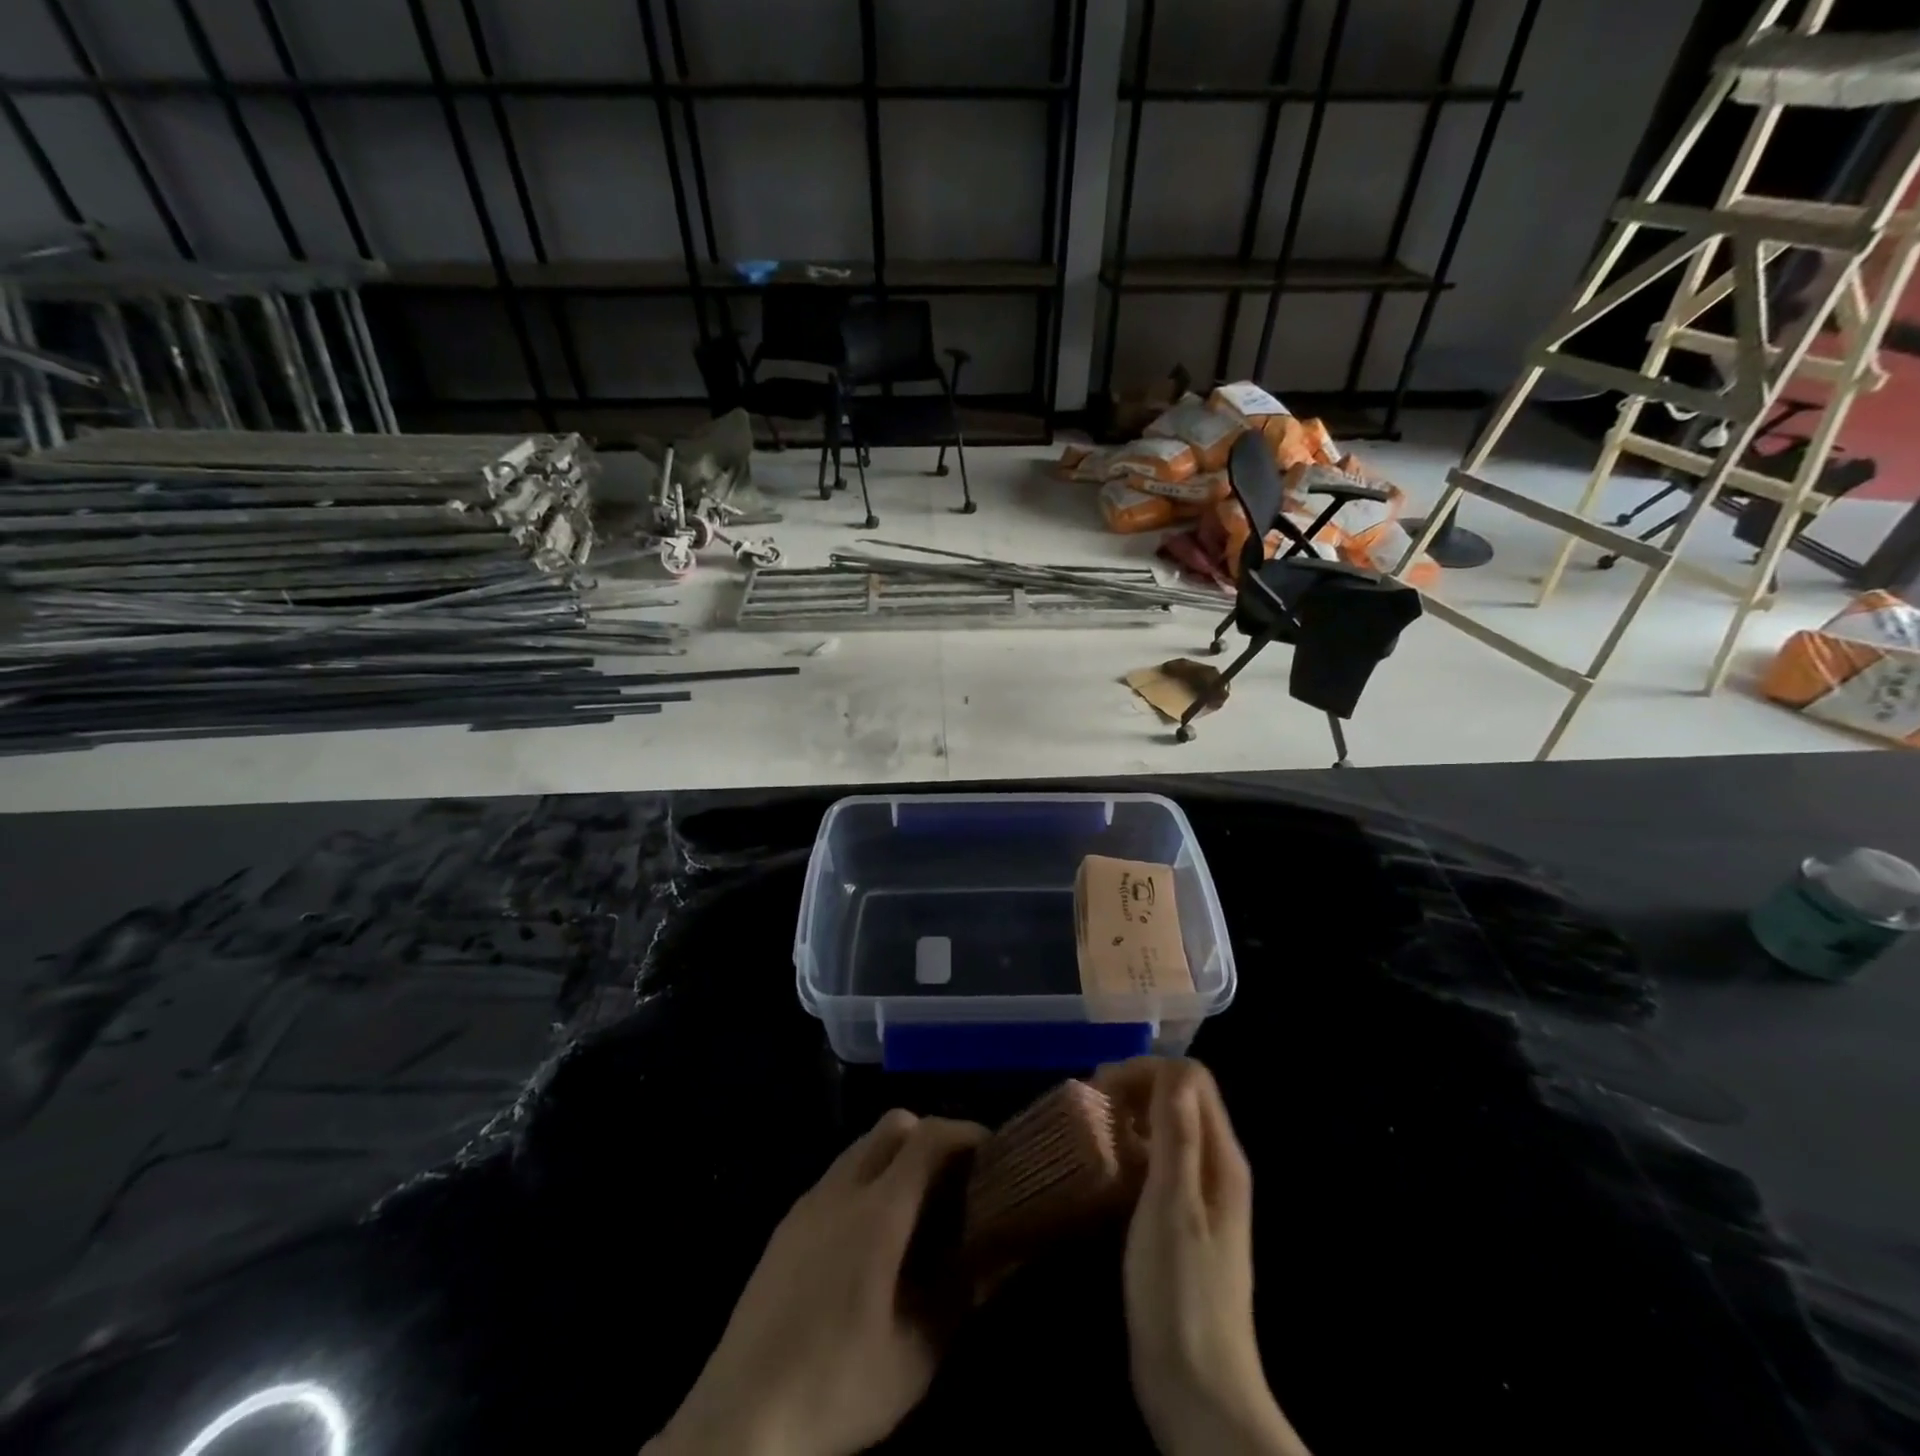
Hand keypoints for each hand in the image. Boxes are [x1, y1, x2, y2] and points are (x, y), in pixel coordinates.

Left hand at [645, 1109, 987, 1455]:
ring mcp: (808, 1202)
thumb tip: (999, 1258)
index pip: (929, 1137)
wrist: (738, 1419)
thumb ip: (961, 1298)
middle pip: (894, 1125)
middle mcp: (842, 1189)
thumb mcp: (915, 1357)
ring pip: (862, 1146)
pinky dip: (866, 1179)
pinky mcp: (786, 1223)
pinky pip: (837, 1175)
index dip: (965, 1132)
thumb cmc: (836, 1387)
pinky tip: (870, 1238)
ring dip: (896, 1156)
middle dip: (931, 1136)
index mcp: (878, 1212)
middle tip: (955, 1180)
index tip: (992, 1151)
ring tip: (917, 1209)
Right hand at [1094, 1058, 1308, 1455]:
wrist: (1199, 1391)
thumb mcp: (1172, 1206)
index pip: (1191, 1079)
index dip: (1146, 1071)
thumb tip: (1172, 1071)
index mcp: (1222, 1158)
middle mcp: (1217, 1167)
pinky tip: (1106, 1170)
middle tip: (1091, 1106)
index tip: (1102, 1090)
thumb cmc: (1180, 1293)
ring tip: (1092, 1131)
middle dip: (1136, 1087)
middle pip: (1181, 1097)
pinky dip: (1133, 1150)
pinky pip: (1160, 1162)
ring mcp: (1202, 1196)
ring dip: (1132, 1116)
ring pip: (1169, 1128)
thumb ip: (1177, 1135)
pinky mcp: (1183, 1222)